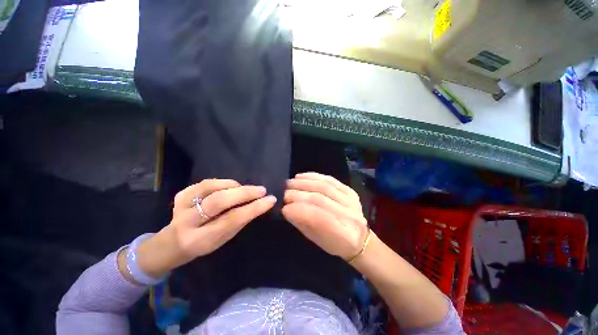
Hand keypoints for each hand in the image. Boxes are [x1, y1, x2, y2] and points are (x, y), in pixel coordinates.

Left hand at [132, 179, 275, 278]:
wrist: (171, 243)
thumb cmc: (203, 244)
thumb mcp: (223, 239)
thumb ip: (239, 221)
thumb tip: (258, 204)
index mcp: (201, 240)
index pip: (232, 219)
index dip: (254, 208)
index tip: (271, 199)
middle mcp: (187, 223)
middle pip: (220, 201)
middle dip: (245, 193)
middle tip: (262, 190)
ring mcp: (181, 206)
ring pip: (212, 189)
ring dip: (235, 186)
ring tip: (247, 189)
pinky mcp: (180, 195)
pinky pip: (206, 183)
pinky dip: (223, 182)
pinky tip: (232, 186)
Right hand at [282, 172, 367, 260]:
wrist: (359, 237)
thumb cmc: (334, 243)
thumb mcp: (316, 239)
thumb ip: (302, 223)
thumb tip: (286, 208)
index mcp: (343, 235)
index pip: (318, 217)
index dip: (299, 210)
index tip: (283, 207)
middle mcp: (350, 215)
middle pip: (320, 199)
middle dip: (298, 195)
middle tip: (284, 194)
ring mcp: (352, 200)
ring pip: (324, 186)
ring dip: (303, 183)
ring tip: (290, 183)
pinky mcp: (350, 190)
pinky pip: (330, 179)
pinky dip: (313, 176)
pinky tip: (301, 176)